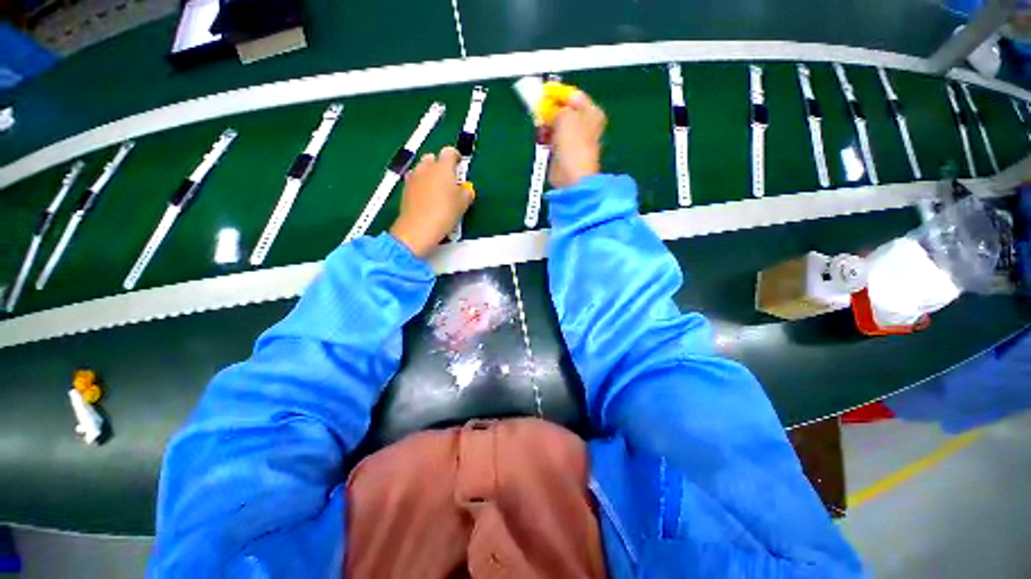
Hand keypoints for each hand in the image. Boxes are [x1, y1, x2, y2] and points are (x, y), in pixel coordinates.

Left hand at [390, 146, 471, 257]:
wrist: (419, 228)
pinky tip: (427, 198)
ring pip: (422, 169)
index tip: (460, 164)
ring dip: (430, 174)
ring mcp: (413, 177)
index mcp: (443, 167)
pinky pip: (415, 181)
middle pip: (433, 158)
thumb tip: (465, 190)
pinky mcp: (405, 189)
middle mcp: (426, 167)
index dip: (456, 157)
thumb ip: (466, 192)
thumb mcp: (463, 204)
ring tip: (437, 189)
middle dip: (441, 165)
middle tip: (449, 180)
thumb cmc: (445, 213)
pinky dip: (421, 185)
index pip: (450, 152)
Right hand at [549, 91, 605, 188]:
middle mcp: (584, 125)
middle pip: (563, 111)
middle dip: (550, 110)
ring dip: (546, 125)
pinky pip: (551, 140)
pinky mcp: (562, 153)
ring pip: (555, 126)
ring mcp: (573, 140)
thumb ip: (554, 107)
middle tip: (539, 109)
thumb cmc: (572, 143)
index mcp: (591, 112)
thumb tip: (547, 107)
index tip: (542, 92)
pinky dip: (545, 138)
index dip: (557, 93)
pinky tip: (541, 138)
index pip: (572, 96)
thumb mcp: (563, 115)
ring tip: (540, 125)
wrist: (571, 174)